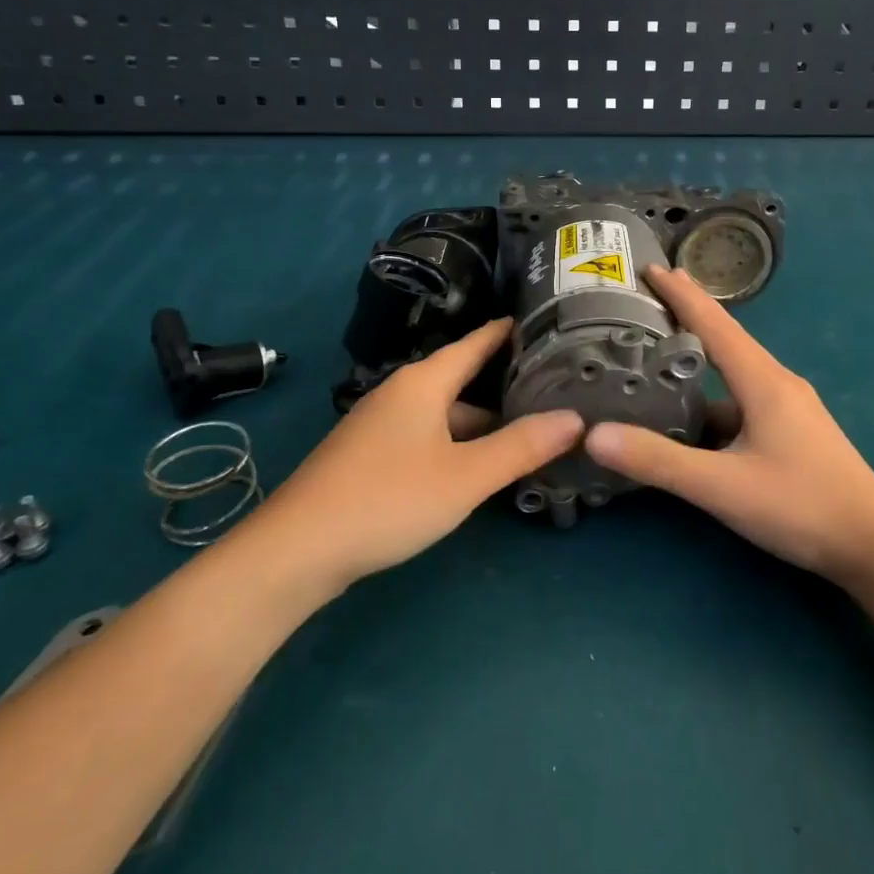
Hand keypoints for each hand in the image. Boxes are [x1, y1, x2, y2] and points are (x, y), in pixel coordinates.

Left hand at [259, 319, 582, 590]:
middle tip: (553, 389)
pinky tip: (476, 466)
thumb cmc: (388, 500)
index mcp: (424, 383)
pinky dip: (457, 442)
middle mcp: (401, 393)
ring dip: (481, 422)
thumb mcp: (465, 476)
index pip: (475, 343)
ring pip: (445, 413)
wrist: (297, 550)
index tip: (545, 323)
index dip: (508, 332)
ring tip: (526, 434)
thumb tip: (576, 418)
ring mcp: (381, 425)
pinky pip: (427, 435)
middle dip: (504, 386)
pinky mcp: (370, 455)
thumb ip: (521, 446)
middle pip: (462, 380)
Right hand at [584, 266, 873, 582]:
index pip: (715, 323)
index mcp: (763, 381)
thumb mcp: (722, 487)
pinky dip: (712, 401)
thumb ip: (659, 461)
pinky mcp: (792, 431)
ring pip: (733, 375)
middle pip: (724, 340)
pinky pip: (742, 402)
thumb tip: (594, 436)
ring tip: (654, 362)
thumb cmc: (801, 506)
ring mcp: (788, 408)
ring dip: (697, 363)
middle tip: (643, 304)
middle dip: (686, 317)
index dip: (681, 293)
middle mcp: (777, 383)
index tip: (649, 267)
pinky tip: (690, 422)